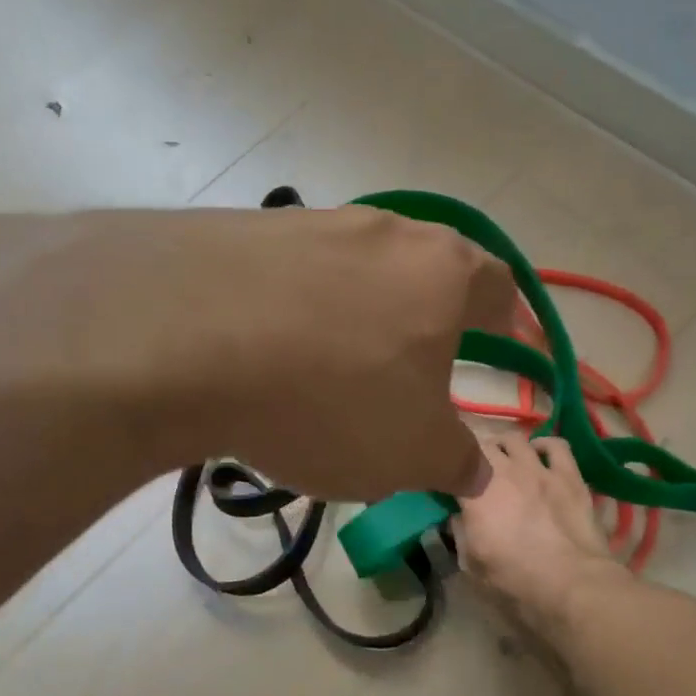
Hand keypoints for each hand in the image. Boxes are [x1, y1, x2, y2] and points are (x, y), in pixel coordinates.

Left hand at [0, 207, 514, 503]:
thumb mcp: (411, 454)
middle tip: (423, 369)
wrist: (183, 335)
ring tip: (339, 372)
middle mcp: (384, 232)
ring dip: (360, 319)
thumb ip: (456, 462)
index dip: (511, 325)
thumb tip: (476, 471)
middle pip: (426, 274)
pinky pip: (291, 279)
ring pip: (356, 274)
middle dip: (431, 322)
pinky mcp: (242, 233)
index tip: (513, 351)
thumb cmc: (330, 396)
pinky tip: (270, 355)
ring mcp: (309, 224)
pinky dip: (296, 316)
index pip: (500, 290)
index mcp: (444, 272)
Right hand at [453, 432, 625, 644]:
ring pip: (514, 439)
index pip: (451, 466)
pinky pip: (556, 445)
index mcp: (474, 493)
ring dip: (505, 446)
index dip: (446, 471)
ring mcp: (538, 469)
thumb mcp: (472, 565)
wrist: (571, 584)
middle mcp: (503, 472)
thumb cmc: (515, 580)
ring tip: (505, 458)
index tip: (445, 482)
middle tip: (475, 471)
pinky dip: (544, 445)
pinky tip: (541, 454)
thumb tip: (458, 516)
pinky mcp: (568, 475)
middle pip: (480, 445)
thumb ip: (460, 533)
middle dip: (474, 455)